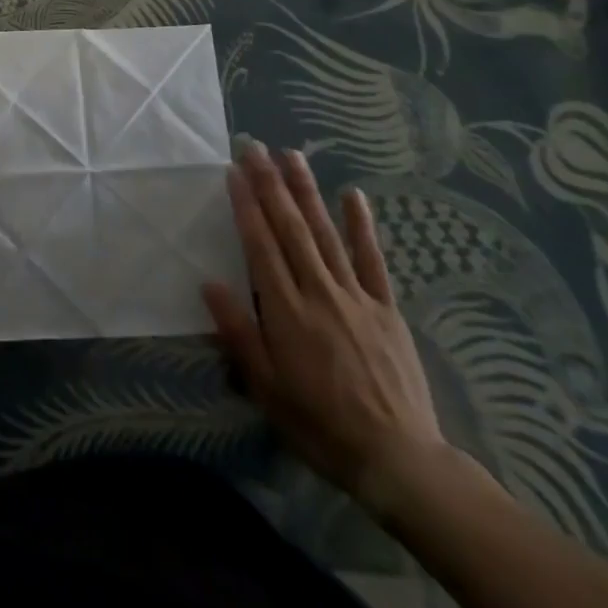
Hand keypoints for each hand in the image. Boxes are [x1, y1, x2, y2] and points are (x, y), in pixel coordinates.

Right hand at [203, 144, 444, 506]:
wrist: (398, 460)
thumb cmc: (320, 424)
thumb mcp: (267, 388)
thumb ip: (239, 333)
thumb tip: (209, 283)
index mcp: (286, 311)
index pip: (260, 245)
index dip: (246, 205)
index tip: (233, 171)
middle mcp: (318, 291)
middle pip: (290, 228)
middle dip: (270, 184)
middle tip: (255, 147)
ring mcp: (355, 296)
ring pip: (325, 233)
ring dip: (307, 191)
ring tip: (291, 155)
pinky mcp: (386, 307)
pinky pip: (372, 259)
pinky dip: (362, 226)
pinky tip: (353, 194)